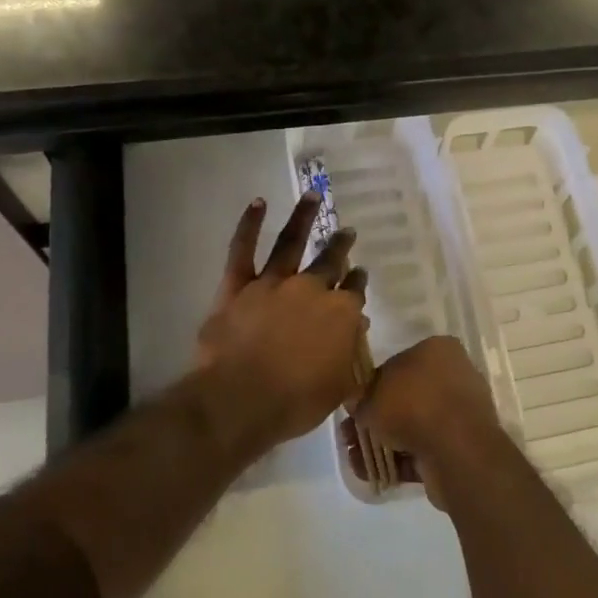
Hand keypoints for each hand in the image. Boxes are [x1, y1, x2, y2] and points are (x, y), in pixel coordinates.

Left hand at [193, 194, 368, 460]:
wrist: (241, 400)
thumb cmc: (295, 402)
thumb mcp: (339, 385)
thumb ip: (351, 354)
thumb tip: (357, 327)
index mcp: (340, 314)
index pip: (354, 291)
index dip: (357, 283)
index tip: (359, 275)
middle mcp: (310, 289)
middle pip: (330, 261)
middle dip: (340, 246)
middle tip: (347, 232)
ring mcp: (273, 283)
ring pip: (291, 242)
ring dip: (303, 216)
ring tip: (312, 195)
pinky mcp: (238, 286)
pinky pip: (242, 249)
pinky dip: (249, 224)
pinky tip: (258, 202)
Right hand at [355, 336, 504, 508]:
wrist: (456, 450)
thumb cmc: (413, 406)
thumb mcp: (372, 396)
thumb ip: (361, 398)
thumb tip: (358, 404)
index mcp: (438, 350)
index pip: (398, 363)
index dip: (373, 386)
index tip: (356, 406)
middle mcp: (453, 375)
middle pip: (406, 397)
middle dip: (377, 419)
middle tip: (350, 436)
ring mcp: (459, 412)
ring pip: (414, 425)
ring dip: (384, 443)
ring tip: (356, 459)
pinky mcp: (462, 444)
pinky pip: (426, 448)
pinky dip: (401, 461)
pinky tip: (375, 474)